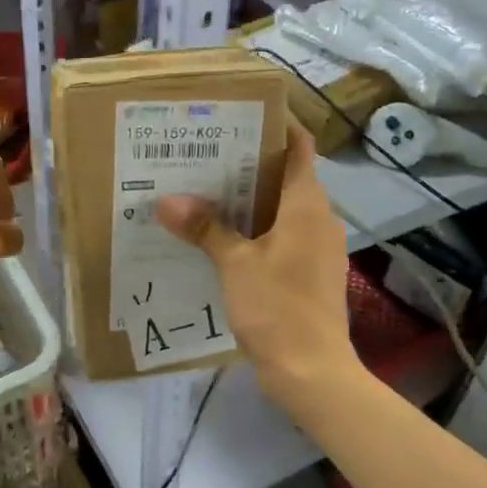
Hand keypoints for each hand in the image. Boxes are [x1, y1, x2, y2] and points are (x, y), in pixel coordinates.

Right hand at [156, 125, 357, 405]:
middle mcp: (319, 219)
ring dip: (250, 201)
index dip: (277, 127)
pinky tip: (222, 240)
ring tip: (206, 193)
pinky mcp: (310, 274)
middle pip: (286, 177)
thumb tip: (168, 201)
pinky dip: (257, 231)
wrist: (312, 371)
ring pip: (283, 210)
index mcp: (307, 204)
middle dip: (249, 166)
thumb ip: (205, 229)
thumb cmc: (278, 307)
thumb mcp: (235, 264)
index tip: (241, 116)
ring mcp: (318, 249)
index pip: (300, 147)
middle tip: (206, 155)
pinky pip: (283, 238)